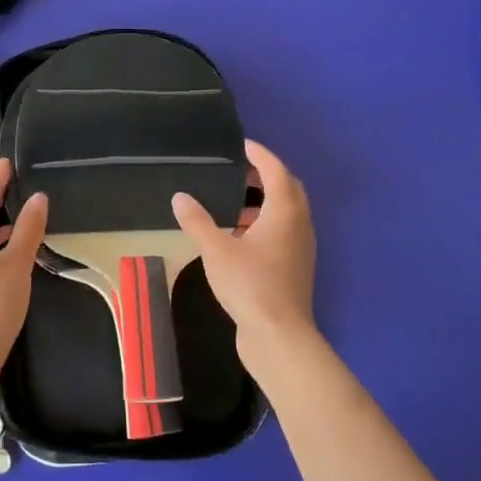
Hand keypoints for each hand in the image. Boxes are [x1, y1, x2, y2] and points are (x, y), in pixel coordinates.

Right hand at [172, 140, 317, 353]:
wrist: (279, 335)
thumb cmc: (250, 284)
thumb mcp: (216, 249)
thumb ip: (197, 220)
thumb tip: (180, 196)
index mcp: (285, 212)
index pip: (275, 170)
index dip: (259, 154)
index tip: (240, 145)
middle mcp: (299, 224)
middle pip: (287, 188)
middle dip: (264, 175)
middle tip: (236, 170)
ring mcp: (300, 247)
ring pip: (286, 212)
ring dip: (263, 201)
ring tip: (231, 201)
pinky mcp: (294, 266)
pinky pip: (282, 232)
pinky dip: (264, 223)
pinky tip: (237, 235)